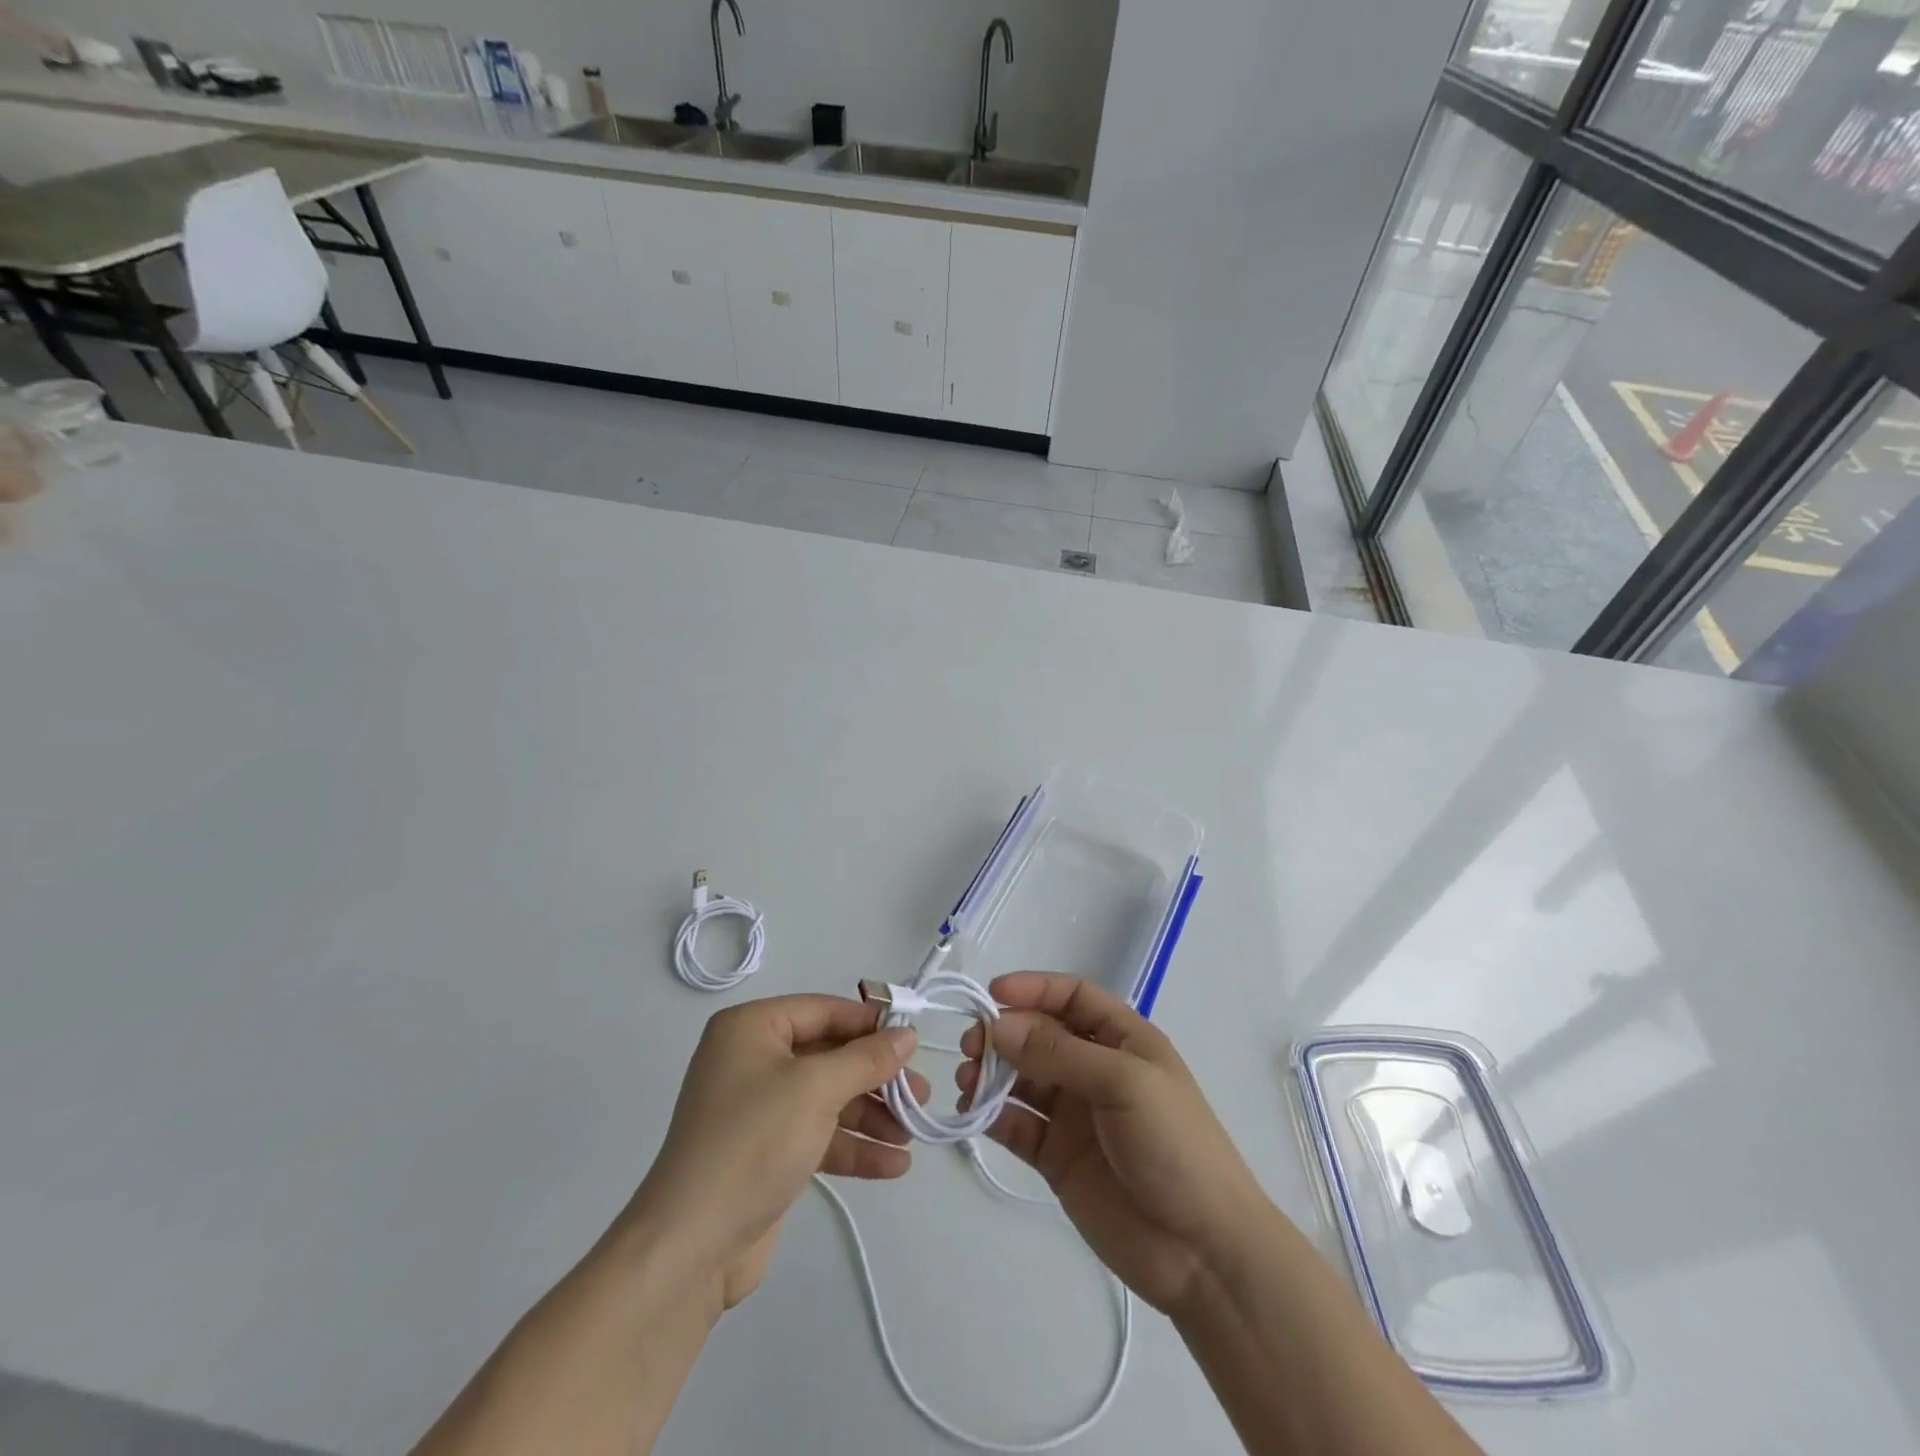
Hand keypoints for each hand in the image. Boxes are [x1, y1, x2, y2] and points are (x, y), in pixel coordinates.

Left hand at [625, 995, 925, 1309]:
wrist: (690, 1247)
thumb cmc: (753, 1142)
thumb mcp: (816, 1089)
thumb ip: (866, 1058)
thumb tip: (907, 1034)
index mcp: (751, 1029)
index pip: (822, 1011)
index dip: (869, 1023)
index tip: (913, 1040)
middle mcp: (752, 1060)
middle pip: (829, 1056)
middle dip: (876, 1078)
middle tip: (920, 1094)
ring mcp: (758, 1109)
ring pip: (828, 1098)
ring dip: (871, 1116)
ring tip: (913, 1134)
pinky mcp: (766, 1152)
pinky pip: (819, 1135)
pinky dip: (853, 1147)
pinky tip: (894, 1165)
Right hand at [957, 973, 1269, 1314]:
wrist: (1204, 1251)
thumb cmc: (1174, 1145)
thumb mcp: (1123, 1083)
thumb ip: (1058, 1052)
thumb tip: (998, 1026)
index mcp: (1123, 1040)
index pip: (1073, 997)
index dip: (1034, 988)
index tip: (992, 993)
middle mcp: (1095, 1070)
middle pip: (1040, 1035)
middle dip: (1005, 1034)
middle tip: (971, 1046)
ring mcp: (1075, 1115)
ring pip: (1023, 1079)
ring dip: (992, 1073)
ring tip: (967, 1081)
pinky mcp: (1057, 1157)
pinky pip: (1018, 1125)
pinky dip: (992, 1116)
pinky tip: (973, 1115)